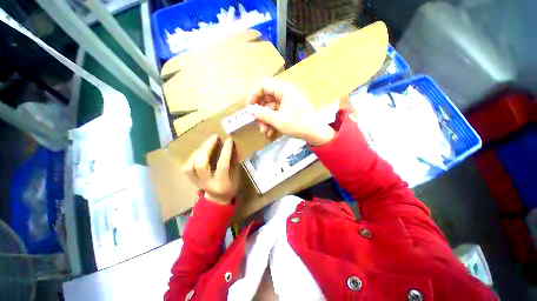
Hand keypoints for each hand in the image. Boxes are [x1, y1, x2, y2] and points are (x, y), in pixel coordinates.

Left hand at [182, 135, 239, 203]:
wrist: (217, 199)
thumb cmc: (230, 186)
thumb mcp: (236, 176)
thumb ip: (232, 163)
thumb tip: (230, 147)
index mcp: (221, 183)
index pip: (222, 165)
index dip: (225, 151)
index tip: (229, 140)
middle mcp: (206, 182)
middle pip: (201, 164)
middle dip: (207, 148)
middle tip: (214, 137)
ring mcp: (196, 182)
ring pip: (190, 165)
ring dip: (199, 151)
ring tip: (207, 142)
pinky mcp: (190, 179)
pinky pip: (187, 165)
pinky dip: (193, 155)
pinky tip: (200, 149)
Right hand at [247, 79, 334, 145]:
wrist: (315, 133)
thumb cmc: (298, 124)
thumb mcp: (278, 120)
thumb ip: (262, 114)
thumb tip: (249, 109)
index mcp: (284, 90)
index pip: (264, 85)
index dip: (254, 95)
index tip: (249, 107)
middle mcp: (285, 93)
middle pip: (266, 98)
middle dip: (261, 112)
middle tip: (257, 123)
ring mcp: (287, 102)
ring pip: (271, 108)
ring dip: (266, 120)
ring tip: (265, 132)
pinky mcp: (289, 110)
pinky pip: (276, 113)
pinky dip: (272, 122)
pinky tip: (270, 132)